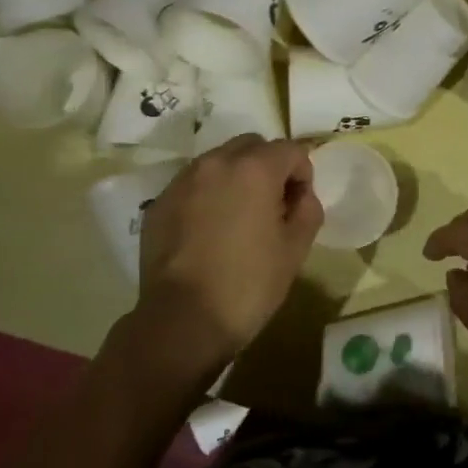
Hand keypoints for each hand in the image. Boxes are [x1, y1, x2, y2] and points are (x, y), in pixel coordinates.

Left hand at [137, 136, 322, 359]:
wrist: (181, 322)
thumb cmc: (248, 284)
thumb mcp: (296, 249)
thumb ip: (308, 209)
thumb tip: (300, 194)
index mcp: (255, 169)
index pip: (291, 150)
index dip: (303, 174)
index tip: (299, 204)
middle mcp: (216, 163)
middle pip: (252, 145)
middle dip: (268, 166)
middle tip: (271, 205)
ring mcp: (183, 181)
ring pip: (219, 161)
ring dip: (236, 177)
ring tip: (237, 217)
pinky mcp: (159, 203)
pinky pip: (193, 184)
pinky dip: (207, 195)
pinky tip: (208, 231)